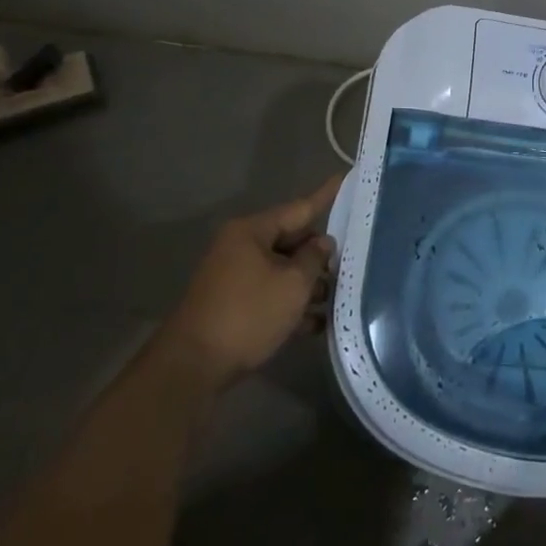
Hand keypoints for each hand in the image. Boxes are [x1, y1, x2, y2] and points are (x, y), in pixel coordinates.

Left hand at [168, 177, 341, 381]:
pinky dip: (291, 304)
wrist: (192, 368)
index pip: (299, 208)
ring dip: (308, 284)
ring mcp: (234, 277)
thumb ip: (314, 259)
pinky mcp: (232, 305)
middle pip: (291, 240)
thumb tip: (323, 243)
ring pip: (282, 270)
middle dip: (320, 254)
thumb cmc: (247, 314)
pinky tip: (317, 324)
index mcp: (252, 231)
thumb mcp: (292, 284)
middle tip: (353, 259)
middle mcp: (240, 247)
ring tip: (339, 298)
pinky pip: (270, 294)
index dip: (326, 196)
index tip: (345, 177)